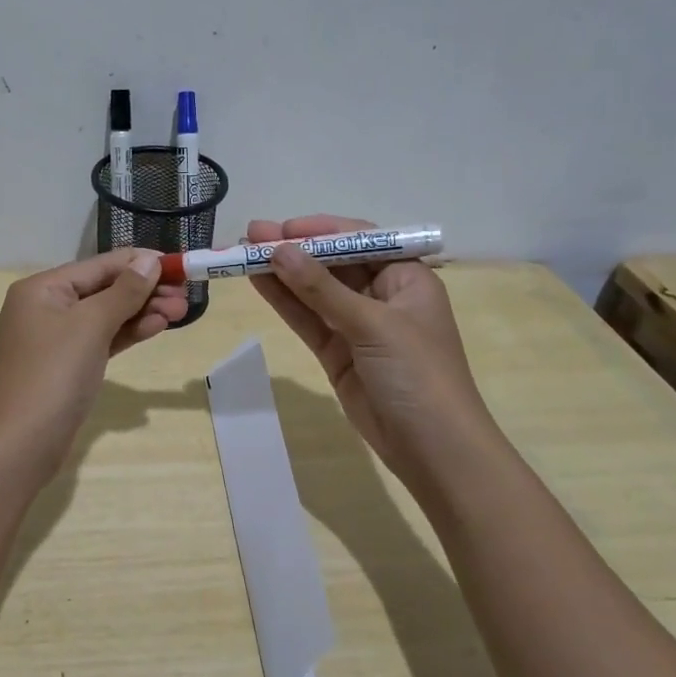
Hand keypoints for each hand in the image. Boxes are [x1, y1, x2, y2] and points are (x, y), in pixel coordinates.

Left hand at [0, 248, 188, 475]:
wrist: (23, 444)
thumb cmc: (54, 375)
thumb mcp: (91, 326)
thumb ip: (124, 291)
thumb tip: (149, 260)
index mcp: (42, 289)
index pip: (98, 265)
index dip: (139, 262)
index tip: (179, 264)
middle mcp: (45, 307)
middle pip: (103, 289)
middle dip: (145, 291)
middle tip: (185, 296)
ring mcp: (55, 339)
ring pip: (105, 316)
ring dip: (142, 312)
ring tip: (181, 312)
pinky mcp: (67, 366)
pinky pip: (101, 339)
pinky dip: (127, 333)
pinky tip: (156, 327)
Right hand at [248, 215, 490, 483]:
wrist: (433, 449)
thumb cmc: (418, 374)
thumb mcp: (372, 324)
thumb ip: (321, 288)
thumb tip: (278, 250)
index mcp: (407, 278)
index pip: (360, 240)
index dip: (320, 230)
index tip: (282, 228)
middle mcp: (383, 296)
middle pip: (333, 264)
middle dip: (294, 249)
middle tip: (250, 235)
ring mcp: (358, 327)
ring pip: (315, 292)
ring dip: (282, 273)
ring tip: (242, 254)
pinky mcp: (339, 354)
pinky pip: (308, 320)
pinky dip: (285, 302)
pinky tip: (258, 283)